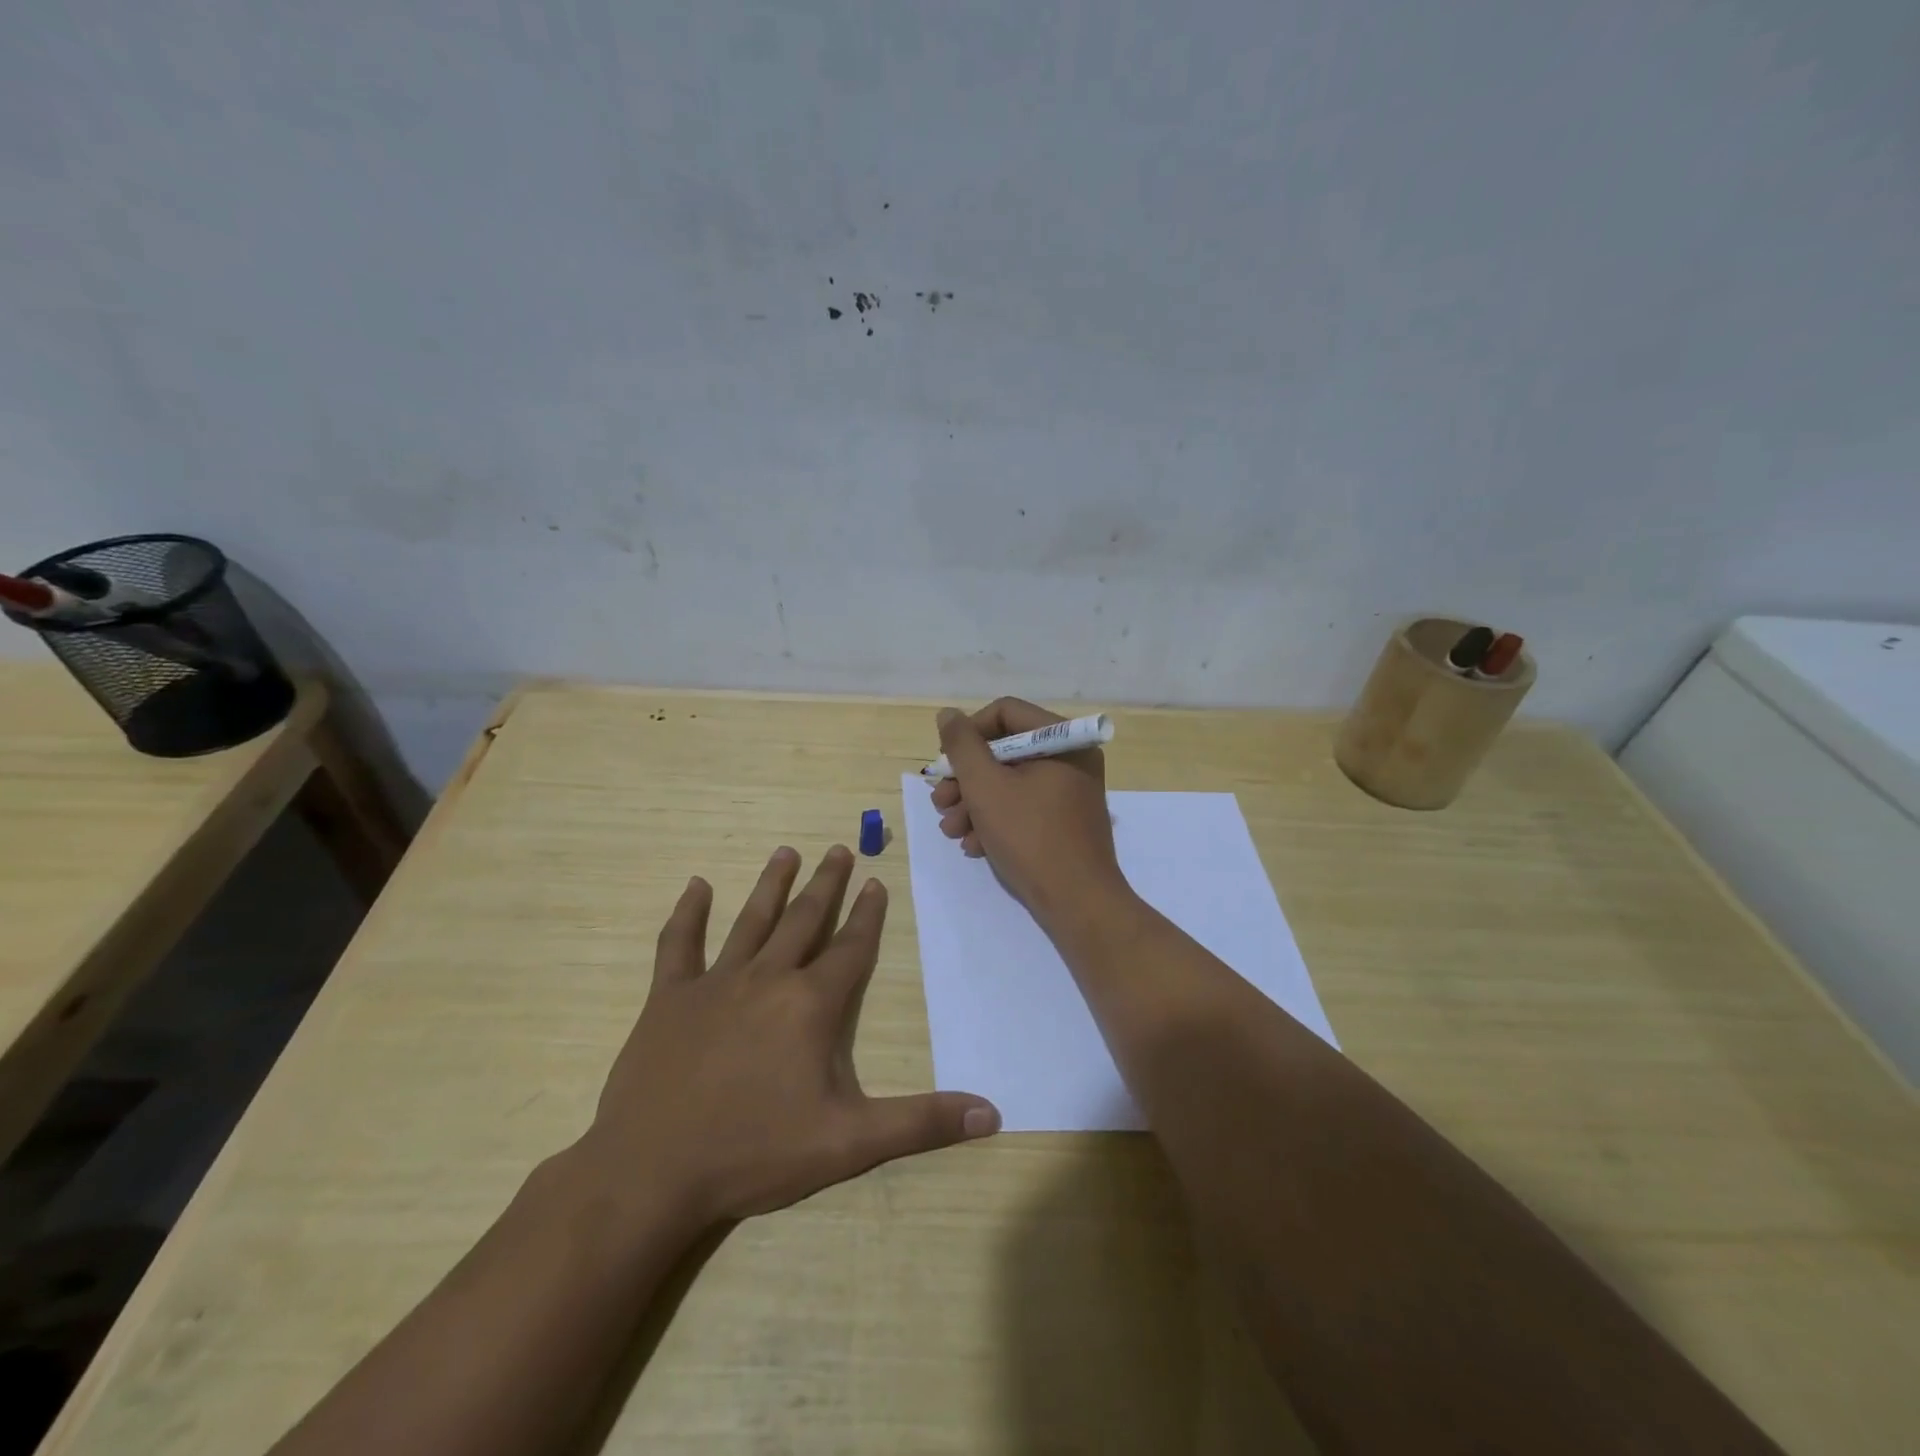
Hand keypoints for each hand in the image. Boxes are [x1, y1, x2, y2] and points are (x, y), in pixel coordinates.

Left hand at [579, 845, 999, 1230]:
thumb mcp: (850, 1142)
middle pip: (804, 921)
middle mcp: (767, 979)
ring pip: (750, 921)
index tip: (876, 882)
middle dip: (826, 885)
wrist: (652, 1172)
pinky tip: (696, 886)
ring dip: (771, 885)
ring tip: (786, 851)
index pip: (850, 948)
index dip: (867, 915)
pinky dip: (688, 914)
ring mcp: (714, 983)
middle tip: (839, 849)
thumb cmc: (755, 1152)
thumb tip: (992, 1114)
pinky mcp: (668, 998)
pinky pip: (678, 945)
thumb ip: (921, 1123)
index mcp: (811, 1005)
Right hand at [929, 699, 1132, 931]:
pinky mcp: (1065, 821)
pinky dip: (996, 821)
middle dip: (966, 779)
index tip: (945, 763)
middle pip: (1005, 750)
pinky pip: (1025, 806)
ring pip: (1010, 782)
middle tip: (940, 803)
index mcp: (1063, 740)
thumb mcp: (986, 787)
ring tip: (952, 831)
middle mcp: (1071, 758)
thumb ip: (962, 746)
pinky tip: (975, 845)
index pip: (1005, 712)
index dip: (968, 734)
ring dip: (974, 803)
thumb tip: (948, 715)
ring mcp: (1070, 791)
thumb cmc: (1030, 837)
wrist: (1078, 903)